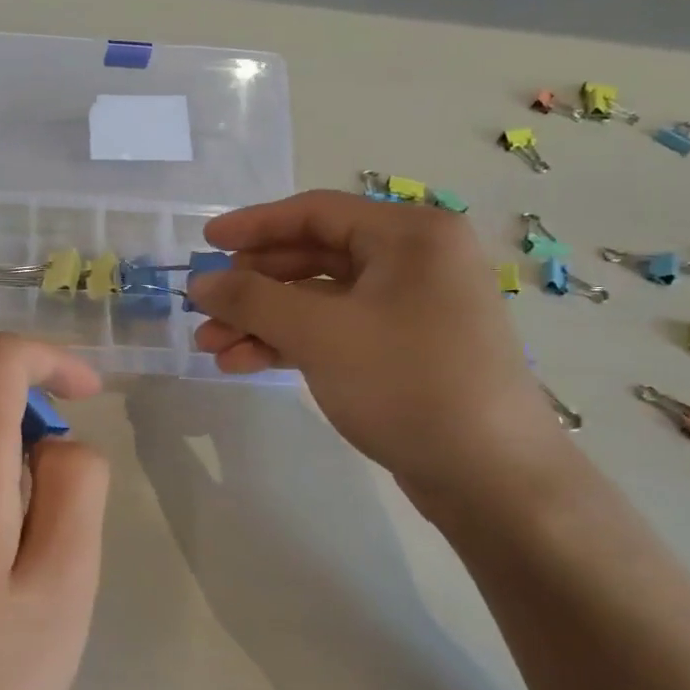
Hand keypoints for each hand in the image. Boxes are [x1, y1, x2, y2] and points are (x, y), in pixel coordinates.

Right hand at [189, 191, 567, 495]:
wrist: (489, 476)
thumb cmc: (407, 383)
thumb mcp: (320, 334)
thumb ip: (252, 300)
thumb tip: (200, 282)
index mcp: (410, 235)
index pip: (316, 212)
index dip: (253, 226)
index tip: (204, 243)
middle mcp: (414, 261)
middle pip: (313, 257)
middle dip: (252, 286)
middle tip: (204, 309)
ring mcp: (409, 308)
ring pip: (318, 301)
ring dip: (262, 320)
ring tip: (211, 348)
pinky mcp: (401, 350)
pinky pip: (333, 332)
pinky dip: (289, 343)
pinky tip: (244, 363)